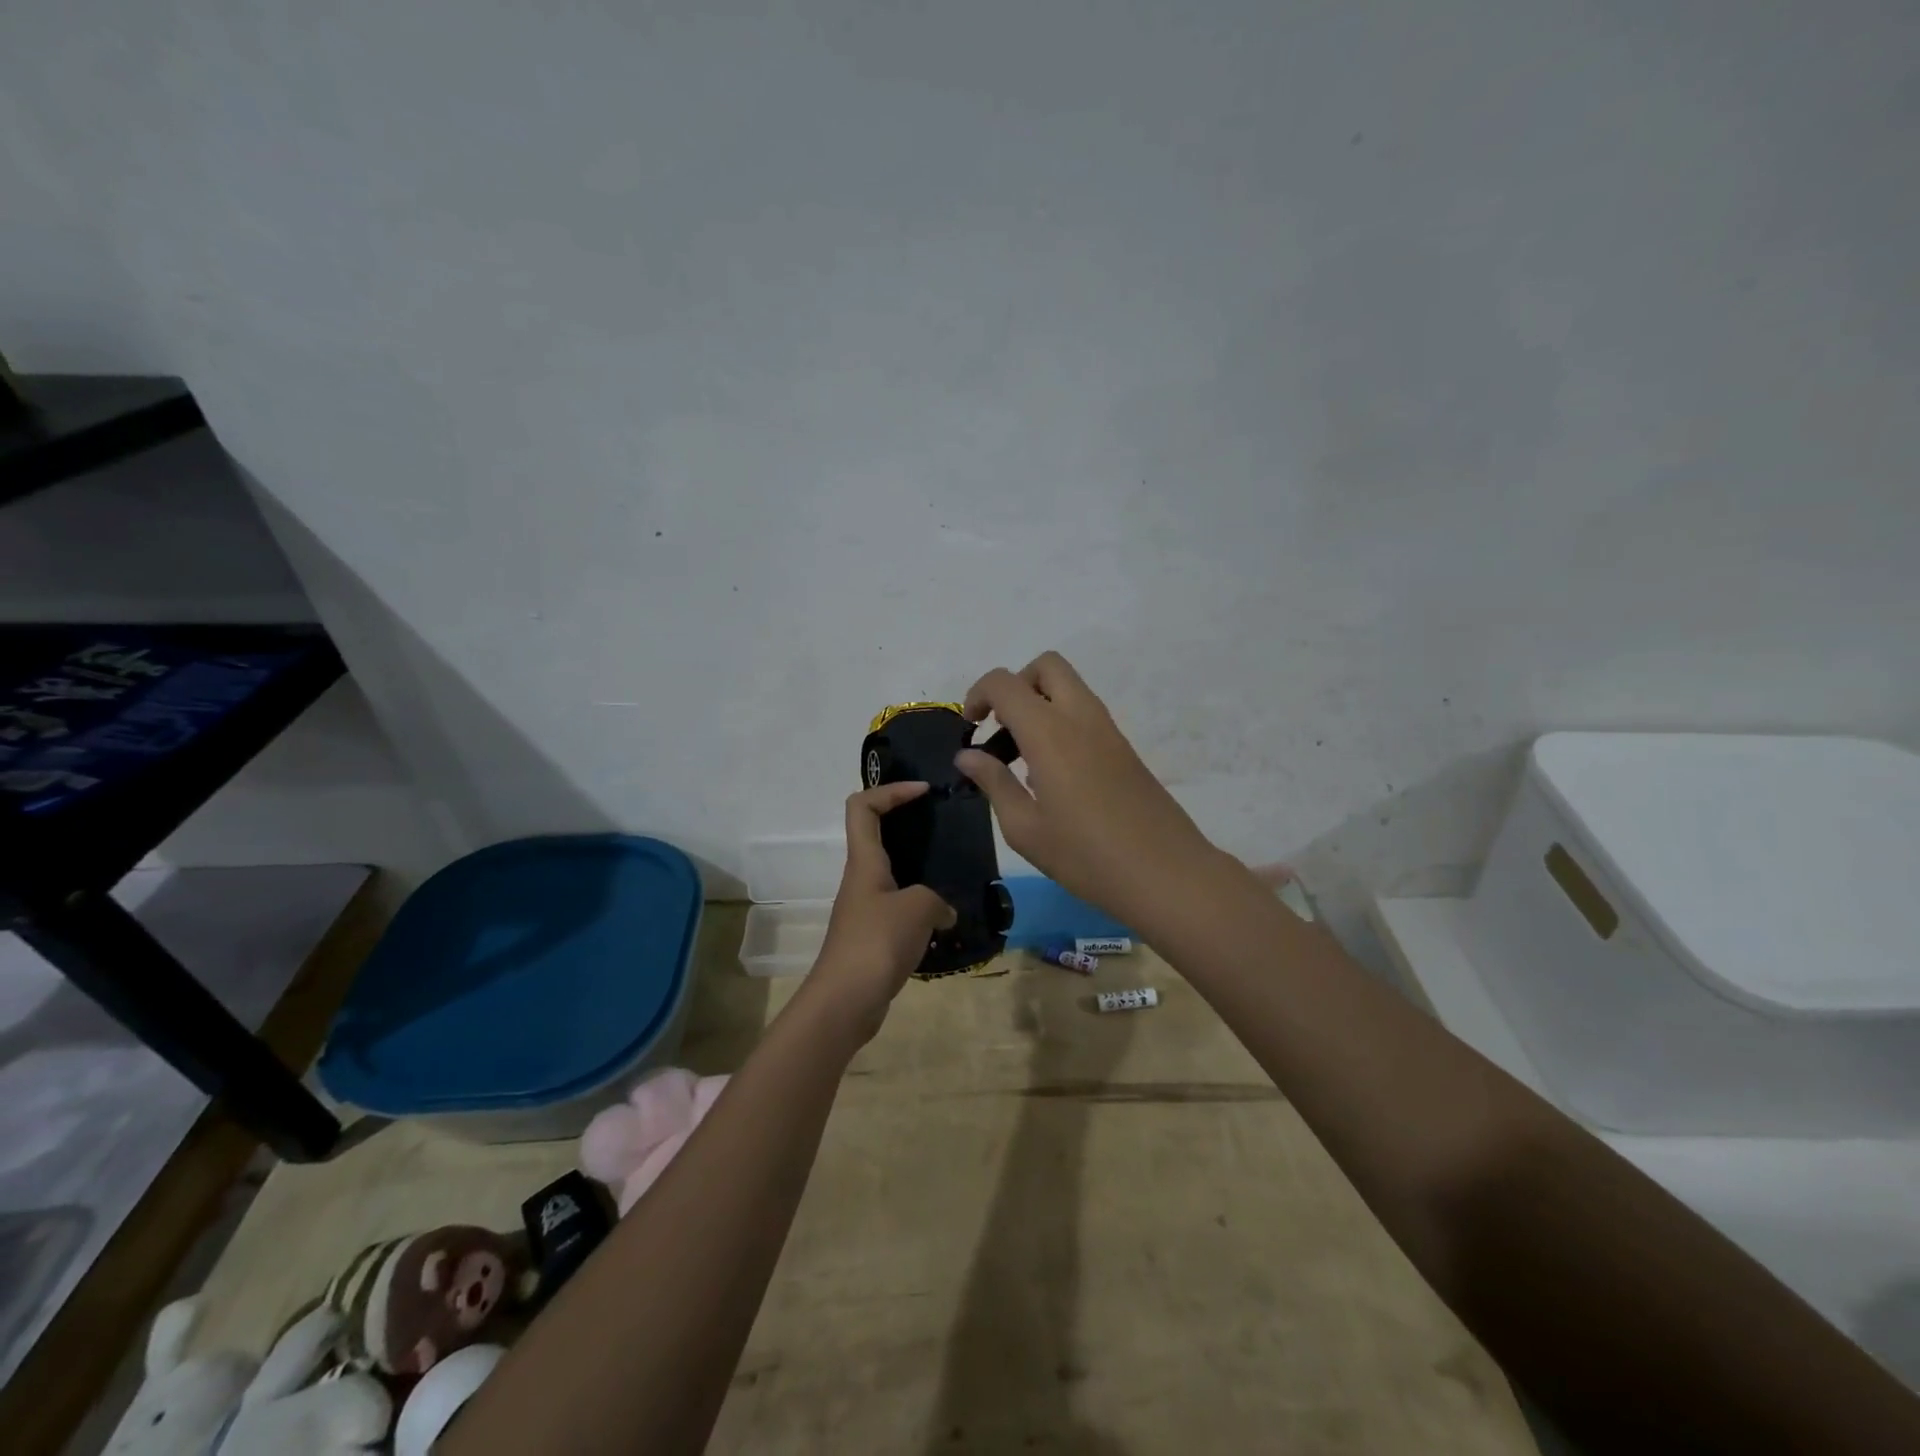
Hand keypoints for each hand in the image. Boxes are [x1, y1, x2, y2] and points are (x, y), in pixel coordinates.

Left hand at [804, 782, 956, 1044]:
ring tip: (954, 871)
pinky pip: (899, 907)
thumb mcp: (917, 909)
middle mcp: (861, 879)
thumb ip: (937, 900)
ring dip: (920, 868)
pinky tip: (946, 918)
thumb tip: (944, 912)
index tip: (923, 791)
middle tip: (944, 826)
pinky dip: (922, 906)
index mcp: (864, 862)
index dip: (890, 790)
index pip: (862, 806)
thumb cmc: (876, 943)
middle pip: (877, 835)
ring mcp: (865, 909)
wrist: (845, 1002)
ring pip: (892, 873)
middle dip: (908, 824)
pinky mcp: (873, 936)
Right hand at [955, 651, 1221, 921]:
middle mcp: (1081, 717)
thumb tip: (967, 755)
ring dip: (1039, 705)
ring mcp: (1108, 731)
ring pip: (1069, 688)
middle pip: (1046, 666)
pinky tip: (1052, 777)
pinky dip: (1060, 724)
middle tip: (1001, 728)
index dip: (978, 694)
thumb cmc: (1086, 856)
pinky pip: (1085, 715)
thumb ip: (994, 783)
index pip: (1006, 683)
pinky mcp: (1125, 749)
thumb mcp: (1025, 828)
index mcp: (1050, 732)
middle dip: (1016, 685)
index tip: (970, 729)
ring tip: (1021, 759)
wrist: (1166, 874)